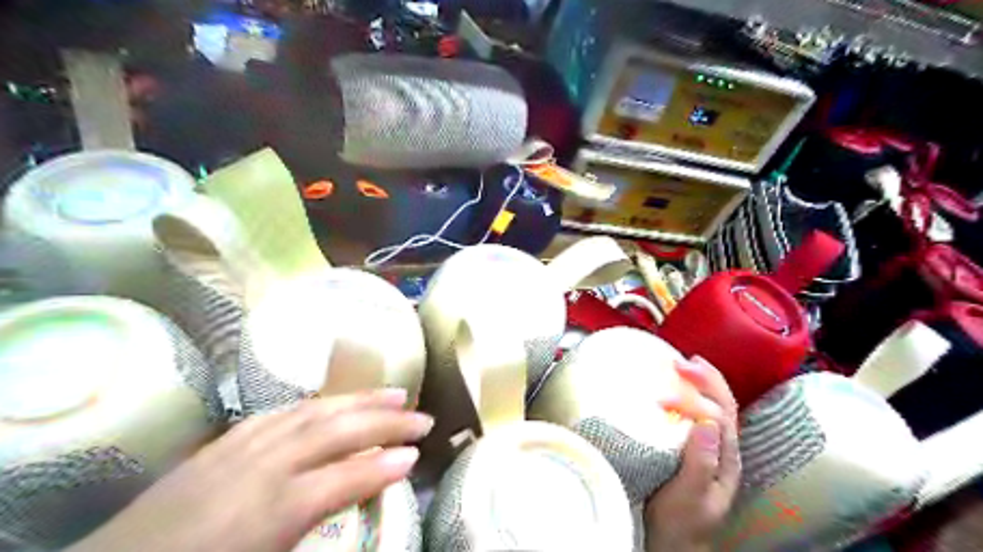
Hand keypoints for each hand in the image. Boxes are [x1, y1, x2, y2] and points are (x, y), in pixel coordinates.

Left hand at [68, 390, 430, 551]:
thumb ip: (316, 531)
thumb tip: (357, 505)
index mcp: (270, 513)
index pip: (343, 478)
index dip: (383, 466)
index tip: (415, 457)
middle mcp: (261, 468)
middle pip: (336, 431)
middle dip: (385, 420)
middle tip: (422, 417)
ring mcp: (241, 448)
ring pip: (314, 410)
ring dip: (359, 399)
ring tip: (394, 391)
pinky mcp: (224, 441)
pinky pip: (282, 411)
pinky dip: (319, 402)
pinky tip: (336, 401)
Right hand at [646, 356, 735, 549]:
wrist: (675, 542)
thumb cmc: (680, 522)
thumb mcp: (690, 497)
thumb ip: (700, 462)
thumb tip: (706, 422)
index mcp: (725, 459)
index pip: (721, 414)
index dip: (701, 393)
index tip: (671, 385)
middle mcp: (722, 449)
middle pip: (724, 405)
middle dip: (706, 379)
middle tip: (681, 362)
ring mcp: (710, 448)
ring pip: (715, 406)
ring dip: (703, 383)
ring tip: (686, 365)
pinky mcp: (694, 448)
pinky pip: (699, 414)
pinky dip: (692, 395)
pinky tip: (679, 389)